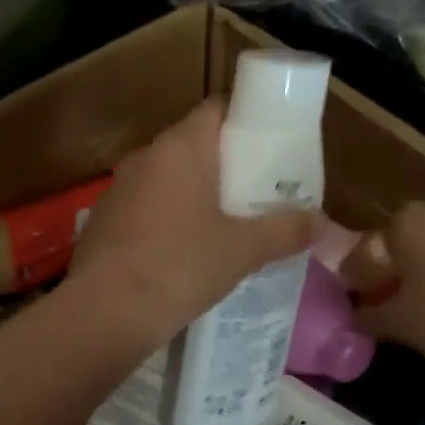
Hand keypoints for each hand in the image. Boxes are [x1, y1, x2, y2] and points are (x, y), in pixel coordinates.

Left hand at [70, 100, 321, 345]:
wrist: (104, 313)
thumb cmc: (179, 267)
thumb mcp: (242, 251)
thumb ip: (284, 231)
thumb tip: (322, 222)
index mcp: (180, 148)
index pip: (217, 110)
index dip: (247, 122)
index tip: (272, 149)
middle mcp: (145, 158)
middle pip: (193, 147)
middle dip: (226, 167)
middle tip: (258, 194)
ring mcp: (118, 191)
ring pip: (167, 181)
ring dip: (194, 197)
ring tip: (227, 226)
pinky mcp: (102, 224)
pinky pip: (145, 211)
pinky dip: (167, 222)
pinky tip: (184, 254)